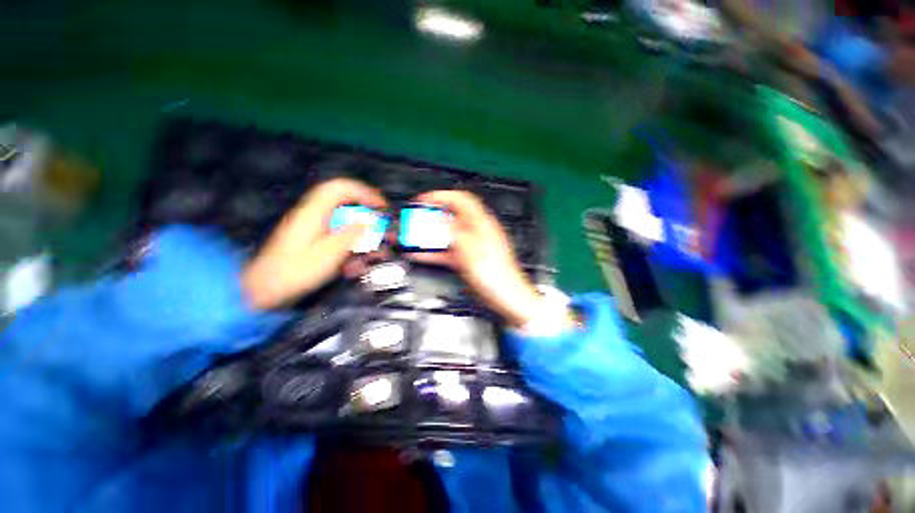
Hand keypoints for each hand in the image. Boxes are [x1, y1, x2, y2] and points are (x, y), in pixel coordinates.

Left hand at [242, 179, 385, 309]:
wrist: (266, 289)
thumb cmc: (296, 270)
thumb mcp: (329, 253)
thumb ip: (351, 235)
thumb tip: (367, 221)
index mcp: (315, 212)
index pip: (341, 188)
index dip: (364, 192)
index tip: (381, 206)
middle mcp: (314, 216)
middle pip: (346, 205)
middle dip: (368, 217)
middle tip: (382, 230)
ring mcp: (313, 229)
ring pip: (345, 224)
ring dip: (362, 237)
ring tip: (372, 254)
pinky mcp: (313, 241)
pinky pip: (338, 237)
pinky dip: (351, 248)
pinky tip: (354, 265)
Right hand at [405, 190, 543, 328]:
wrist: (504, 296)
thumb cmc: (494, 272)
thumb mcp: (469, 247)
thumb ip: (452, 231)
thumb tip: (439, 218)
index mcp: (481, 222)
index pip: (460, 199)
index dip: (441, 196)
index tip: (423, 200)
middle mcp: (475, 231)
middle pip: (451, 217)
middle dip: (432, 216)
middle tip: (416, 219)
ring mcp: (470, 246)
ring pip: (447, 235)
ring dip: (430, 235)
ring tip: (413, 236)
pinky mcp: (466, 260)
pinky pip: (447, 252)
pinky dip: (433, 252)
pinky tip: (419, 254)